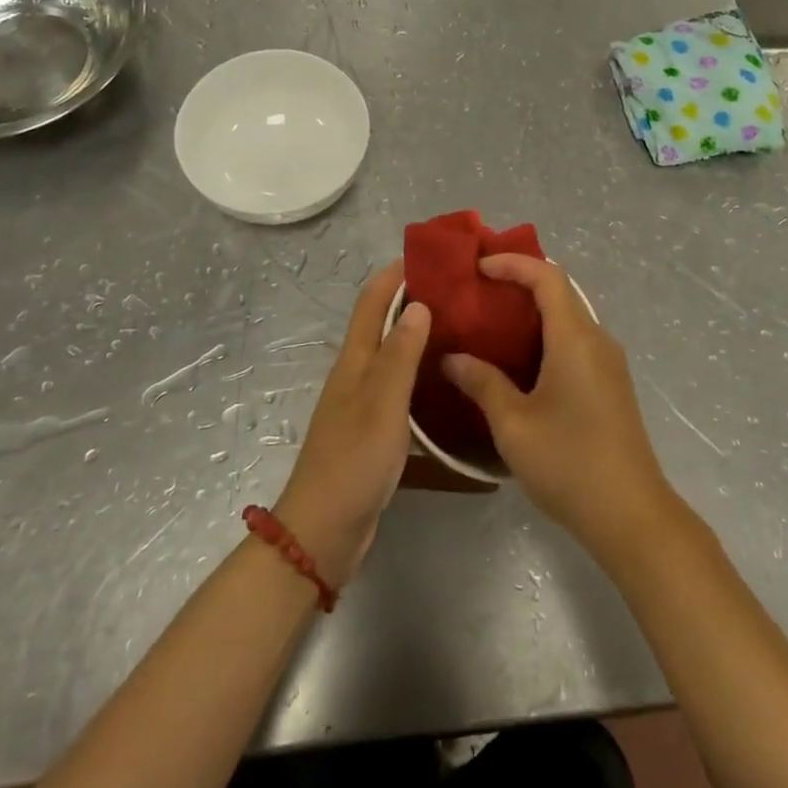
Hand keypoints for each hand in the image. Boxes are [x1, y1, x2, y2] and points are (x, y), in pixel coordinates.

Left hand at [276, 260, 428, 588]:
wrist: (324, 531)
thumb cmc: (352, 461)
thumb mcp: (381, 404)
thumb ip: (400, 355)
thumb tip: (419, 304)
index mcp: (355, 361)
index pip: (372, 301)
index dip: (395, 274)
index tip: (431, 256)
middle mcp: (357, 374)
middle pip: (384, 324)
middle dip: (414, 299)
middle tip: (460, 291)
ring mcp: (365, 403)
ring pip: (395, 356)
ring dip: (421, 336)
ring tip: (464, 328)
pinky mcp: (376, 430)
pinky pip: (402, 388)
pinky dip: (423, 373)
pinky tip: (450, 381)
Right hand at [442, 254, 675, 559]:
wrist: (632, 516)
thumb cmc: (569, 464)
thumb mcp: (513, 425)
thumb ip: (482, 383)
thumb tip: (452, 358)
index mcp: (575, 339)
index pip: (547, 277)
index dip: (513, 263)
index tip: (478, 268)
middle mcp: (597, 340)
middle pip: (560, 292)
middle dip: (519, 283)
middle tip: (477, 292)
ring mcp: (608, 363)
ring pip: (568, 317)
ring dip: (532, 311)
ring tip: (490, 323)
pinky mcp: (611, 384)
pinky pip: (575, 341)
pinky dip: (545, 335)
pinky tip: (518, 361)